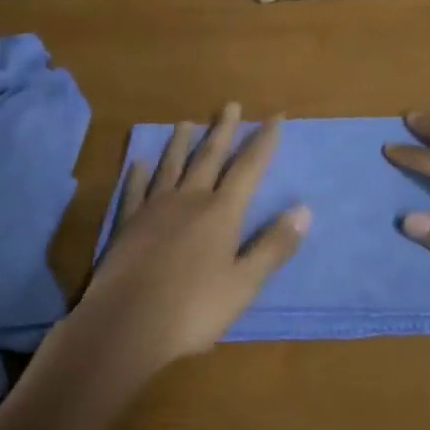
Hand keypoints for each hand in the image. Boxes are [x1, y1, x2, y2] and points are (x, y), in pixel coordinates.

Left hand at [80, 103, 309, 368]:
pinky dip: (138, 174)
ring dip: (181, 143)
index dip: (263, 142)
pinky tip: (138, 162)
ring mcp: (154, 209)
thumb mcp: (245, 284)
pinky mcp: (127, 224)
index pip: (248, 168)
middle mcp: (189, 200)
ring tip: (186, 122)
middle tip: (231, 105)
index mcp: (221, 213)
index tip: (275, 117)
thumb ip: (274, 246)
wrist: (125, 324)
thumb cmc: (193, 309)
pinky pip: (135, 190)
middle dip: (223, 131)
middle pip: (209, 157)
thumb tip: (304, 209)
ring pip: (170, 166)